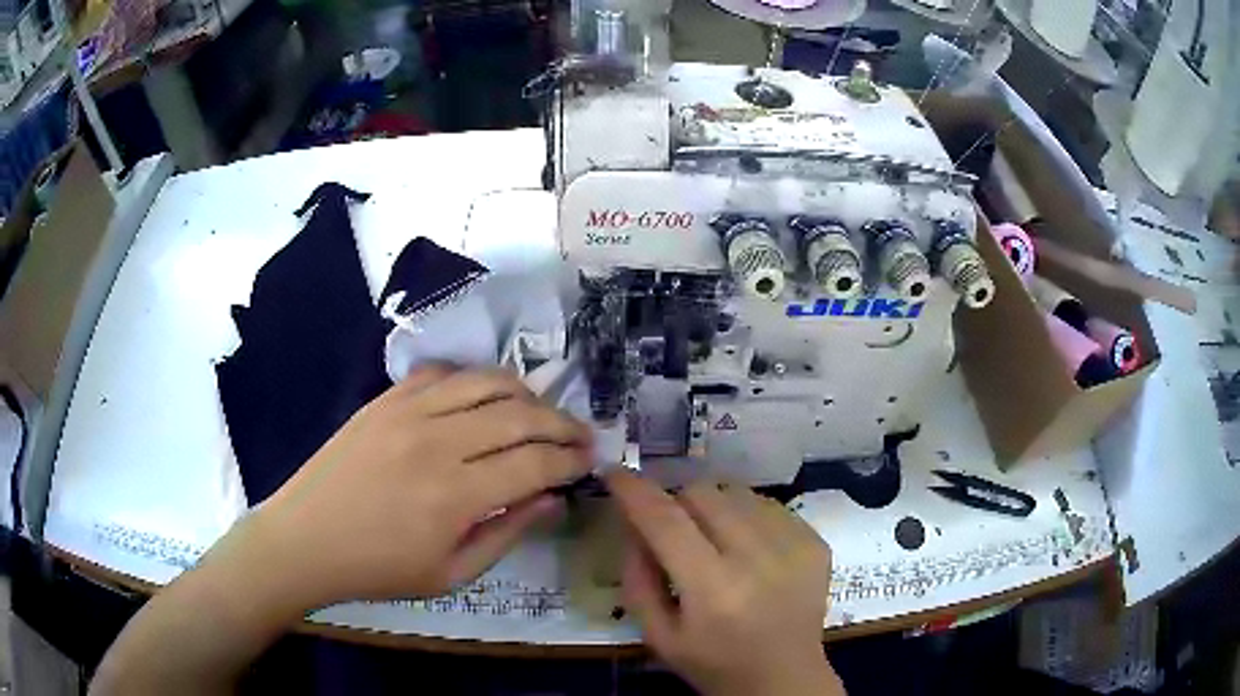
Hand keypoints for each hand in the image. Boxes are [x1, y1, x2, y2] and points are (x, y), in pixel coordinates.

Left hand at [244, 365, 593, 608]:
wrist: (305, 539)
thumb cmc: (378, 569)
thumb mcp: (451, 575)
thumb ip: (506, 534)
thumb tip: (552, 500)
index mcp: (455, 496)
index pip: (535, 463)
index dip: (572, 459)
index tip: (591, 460)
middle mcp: (437, 442)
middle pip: (520, 415)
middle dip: (562, 423)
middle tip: (581, 435)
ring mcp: (408, 412)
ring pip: (486, 382)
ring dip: (525, 395)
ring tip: (540, 413)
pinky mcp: (385, 400)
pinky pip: (442, 374)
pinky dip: (473, 380)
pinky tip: (481, 399)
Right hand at [606, 471, 842, 695]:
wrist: (785, 677)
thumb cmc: (715, 663)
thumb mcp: (658, 636)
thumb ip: (637, 579)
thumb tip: (634, 524)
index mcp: (713, 591)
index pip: (666, 521)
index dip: (635, 491)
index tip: (614, 473)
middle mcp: (758, 560)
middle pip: (703, 494)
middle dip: (675, 502)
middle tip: (672, 529)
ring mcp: (794, 546)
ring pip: (736, 492)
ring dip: (713, 507)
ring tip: (713, 541)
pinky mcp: (815, 541)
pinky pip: (768, 505)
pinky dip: (746, 516)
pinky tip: (747, 549)